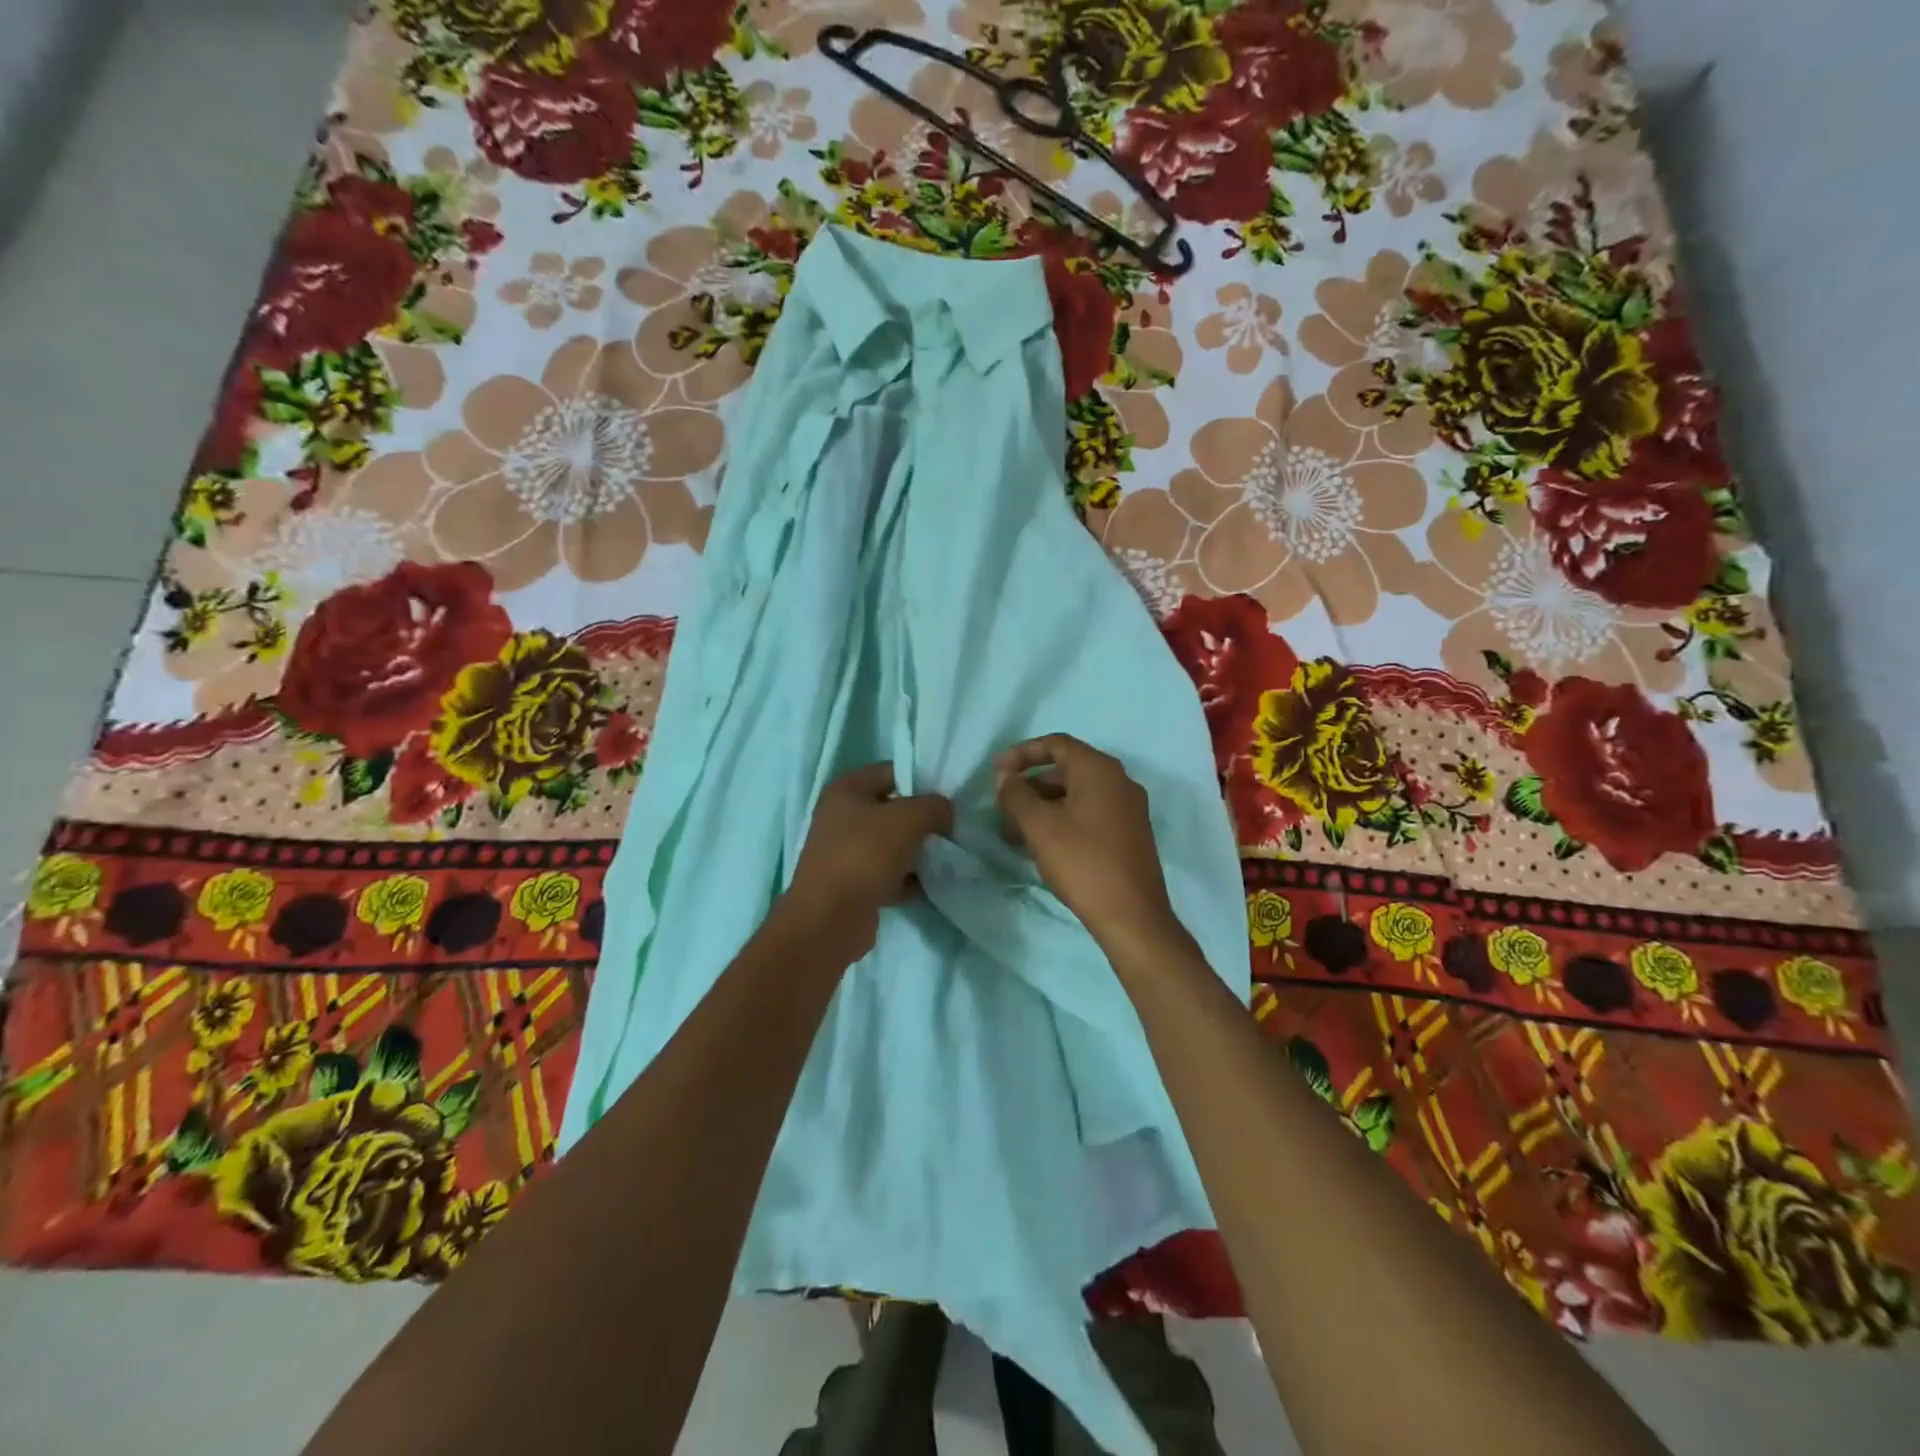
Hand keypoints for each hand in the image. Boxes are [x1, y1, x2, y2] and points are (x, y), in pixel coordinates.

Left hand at [780, 763, 953, 961]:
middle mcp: (841, 817)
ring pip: (892, 844)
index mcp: (846, 790)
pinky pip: (889, 875)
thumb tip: (945, 810)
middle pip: (893, 810)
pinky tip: (932, 887)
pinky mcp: (853, 885)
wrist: (830, 920)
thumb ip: (934, 806)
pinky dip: (909, 880)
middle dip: (923, 820)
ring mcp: (846, 852)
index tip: (949, 796)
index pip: (891, 771)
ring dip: (918, 852)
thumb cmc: (865, 855)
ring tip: (948, 858)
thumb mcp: (908, 819)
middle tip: (953, 828)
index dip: (921, 779)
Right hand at [994, 734, 1183, 957]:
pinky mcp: (1129, 834)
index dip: (1022, 753)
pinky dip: (1062, 821)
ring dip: (1042, 807)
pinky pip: (1089, 814)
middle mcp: (1118, 781)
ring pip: (1076, 795)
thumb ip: (1016, 794)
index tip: (996, 772)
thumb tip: (1006, 778)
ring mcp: (1128, 809)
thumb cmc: (1082, 862)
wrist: (1131, 915)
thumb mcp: (1039, 825)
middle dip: (1029, 786)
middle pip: (1065, 770)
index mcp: (1099, 769)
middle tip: (1002, 807)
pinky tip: (1040, 846)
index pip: (1056, 744)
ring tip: (1014, 833)